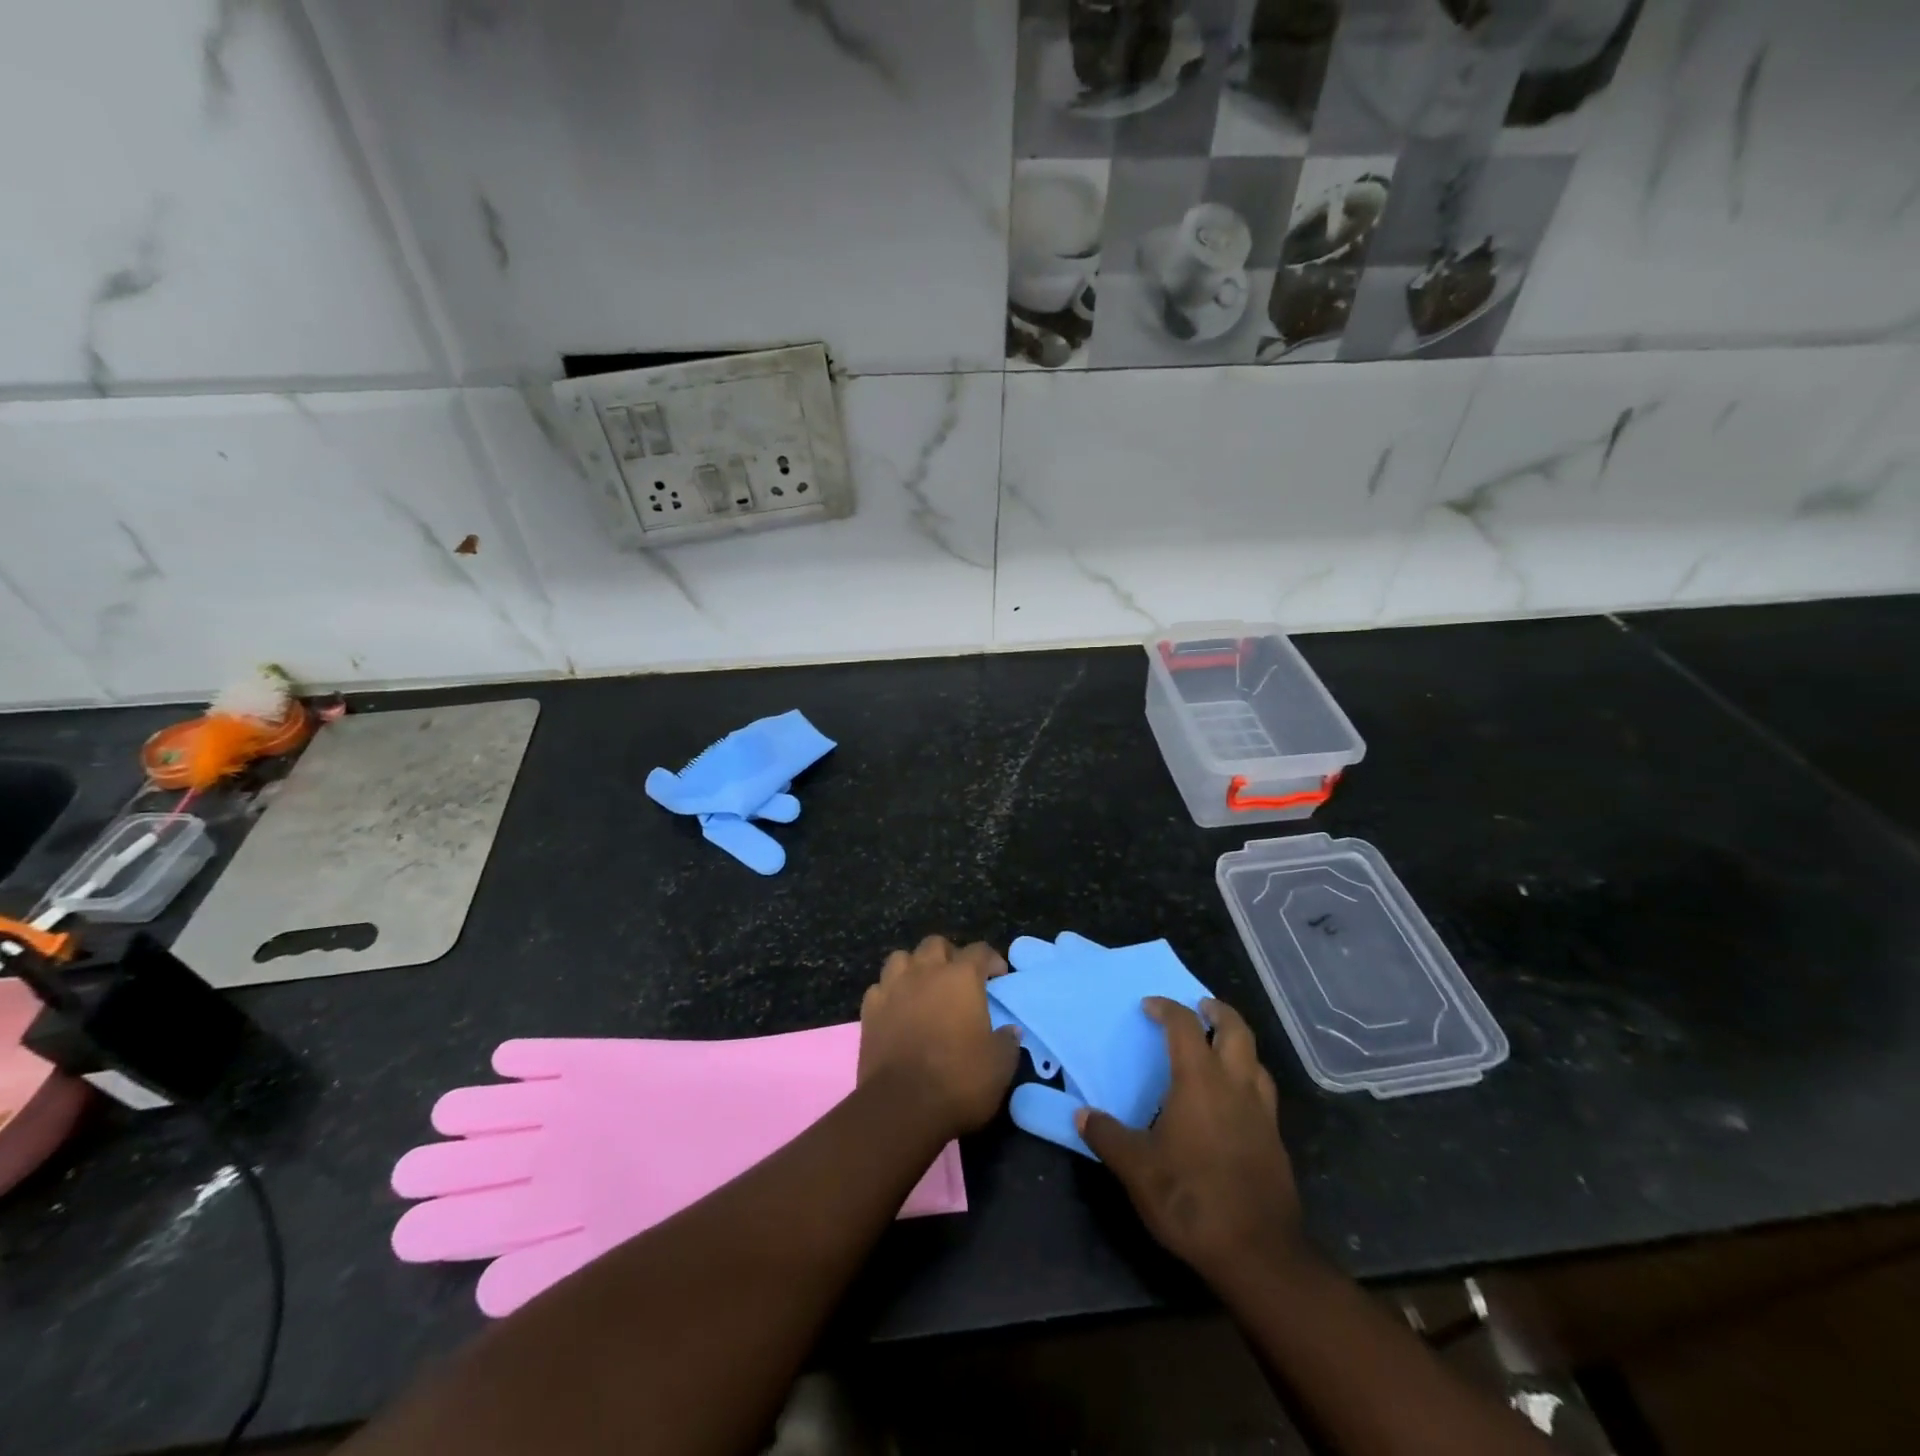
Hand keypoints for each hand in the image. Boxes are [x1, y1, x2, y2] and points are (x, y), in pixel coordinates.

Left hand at [858, 936, 1020, 1139]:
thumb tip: (1010, 1031)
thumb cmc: (958, 1080)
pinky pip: (880, 987)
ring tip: (923, 987)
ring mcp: (893, 988)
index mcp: (961, 977)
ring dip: (914, 967)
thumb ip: (1007, 1041)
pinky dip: (890, 992)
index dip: (991, 960)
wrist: (902, 1105)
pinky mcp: (869, 1010)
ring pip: (901, 958)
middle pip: (935, 944)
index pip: (979, 951)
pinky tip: (897, 1009)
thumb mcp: (999, 1066)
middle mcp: (925, 972)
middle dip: (949, 955)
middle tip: (958, 978)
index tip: (998, 976)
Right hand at [1077, 998, 1308, 1285]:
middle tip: (1199, 1007)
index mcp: (1200, 1081)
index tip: (1150, 1006)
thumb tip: (1082, 1114)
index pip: (1185, 1026)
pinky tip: (1234, 1099)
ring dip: (1238, 1043)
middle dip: (1217, 1011)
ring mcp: (1261, 1112)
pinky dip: (1248, 1077)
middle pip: (1235, 1030)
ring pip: (1256, 1058)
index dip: (1167, 1008)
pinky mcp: (1275, 1140)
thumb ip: (1106, 1136)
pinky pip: (1263, 1091)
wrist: (1258, 1254)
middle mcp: (1235, 1085)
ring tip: (1219, 1047)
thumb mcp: (1136, 1168)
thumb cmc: (1191, 1199)